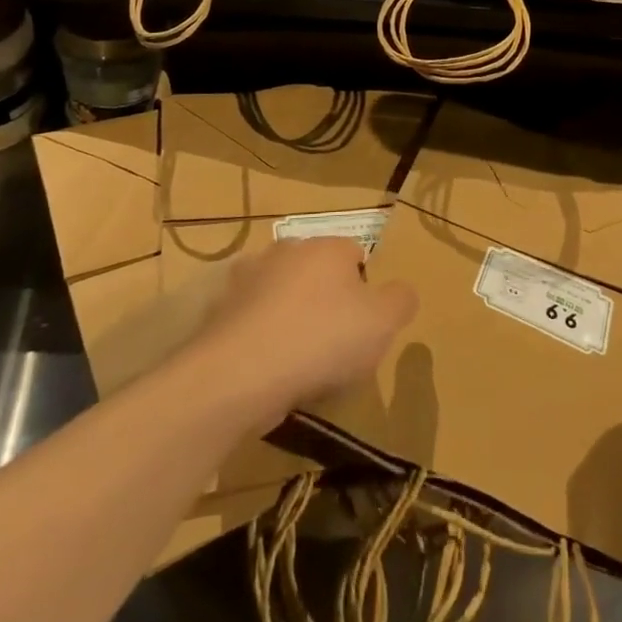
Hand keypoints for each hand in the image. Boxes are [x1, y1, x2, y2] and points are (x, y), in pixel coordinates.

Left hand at [191, 237, 417, 429]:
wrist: (239, 374)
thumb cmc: (322, 339)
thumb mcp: (382, 322)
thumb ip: (400, 300)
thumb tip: (401, 292)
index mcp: (327, 247)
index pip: (355, 254)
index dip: (364, 289)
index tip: (364, 326)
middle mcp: (286, 251)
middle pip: (316, 273)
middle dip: (326, 301)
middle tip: (335, 346)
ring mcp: (248, 280)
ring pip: (282, 296)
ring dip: (291, 319)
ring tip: (300, 364)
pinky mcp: (220, 312)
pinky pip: (253, 324)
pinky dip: (262, 341)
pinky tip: (270, 371)